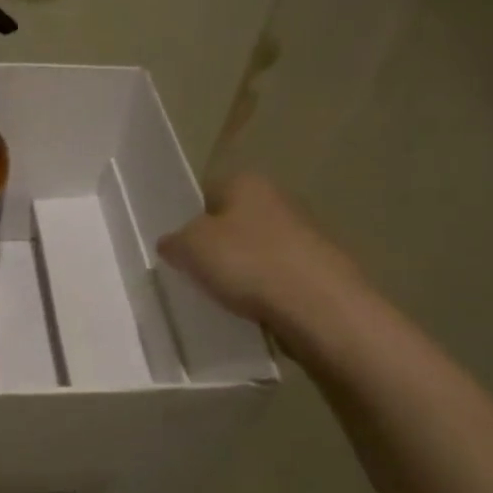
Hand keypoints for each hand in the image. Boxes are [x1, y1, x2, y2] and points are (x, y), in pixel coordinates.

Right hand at [157, 174, 364, 338]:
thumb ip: (173, 241)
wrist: (320, 307)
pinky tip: (252, 309)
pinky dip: (262, 290)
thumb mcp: (189, 248)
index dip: (187, 219)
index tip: (177, 248)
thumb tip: (172, 243)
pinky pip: (276, 275)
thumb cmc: (248, 263)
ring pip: (254, 250)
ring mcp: (303, 234)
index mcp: (246, 183)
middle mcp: (278, 199)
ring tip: (222, 296)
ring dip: (239, 269)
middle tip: (194, 273)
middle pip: (231, 222)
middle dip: (214, 246)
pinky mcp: (318, 268)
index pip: (206, 193)